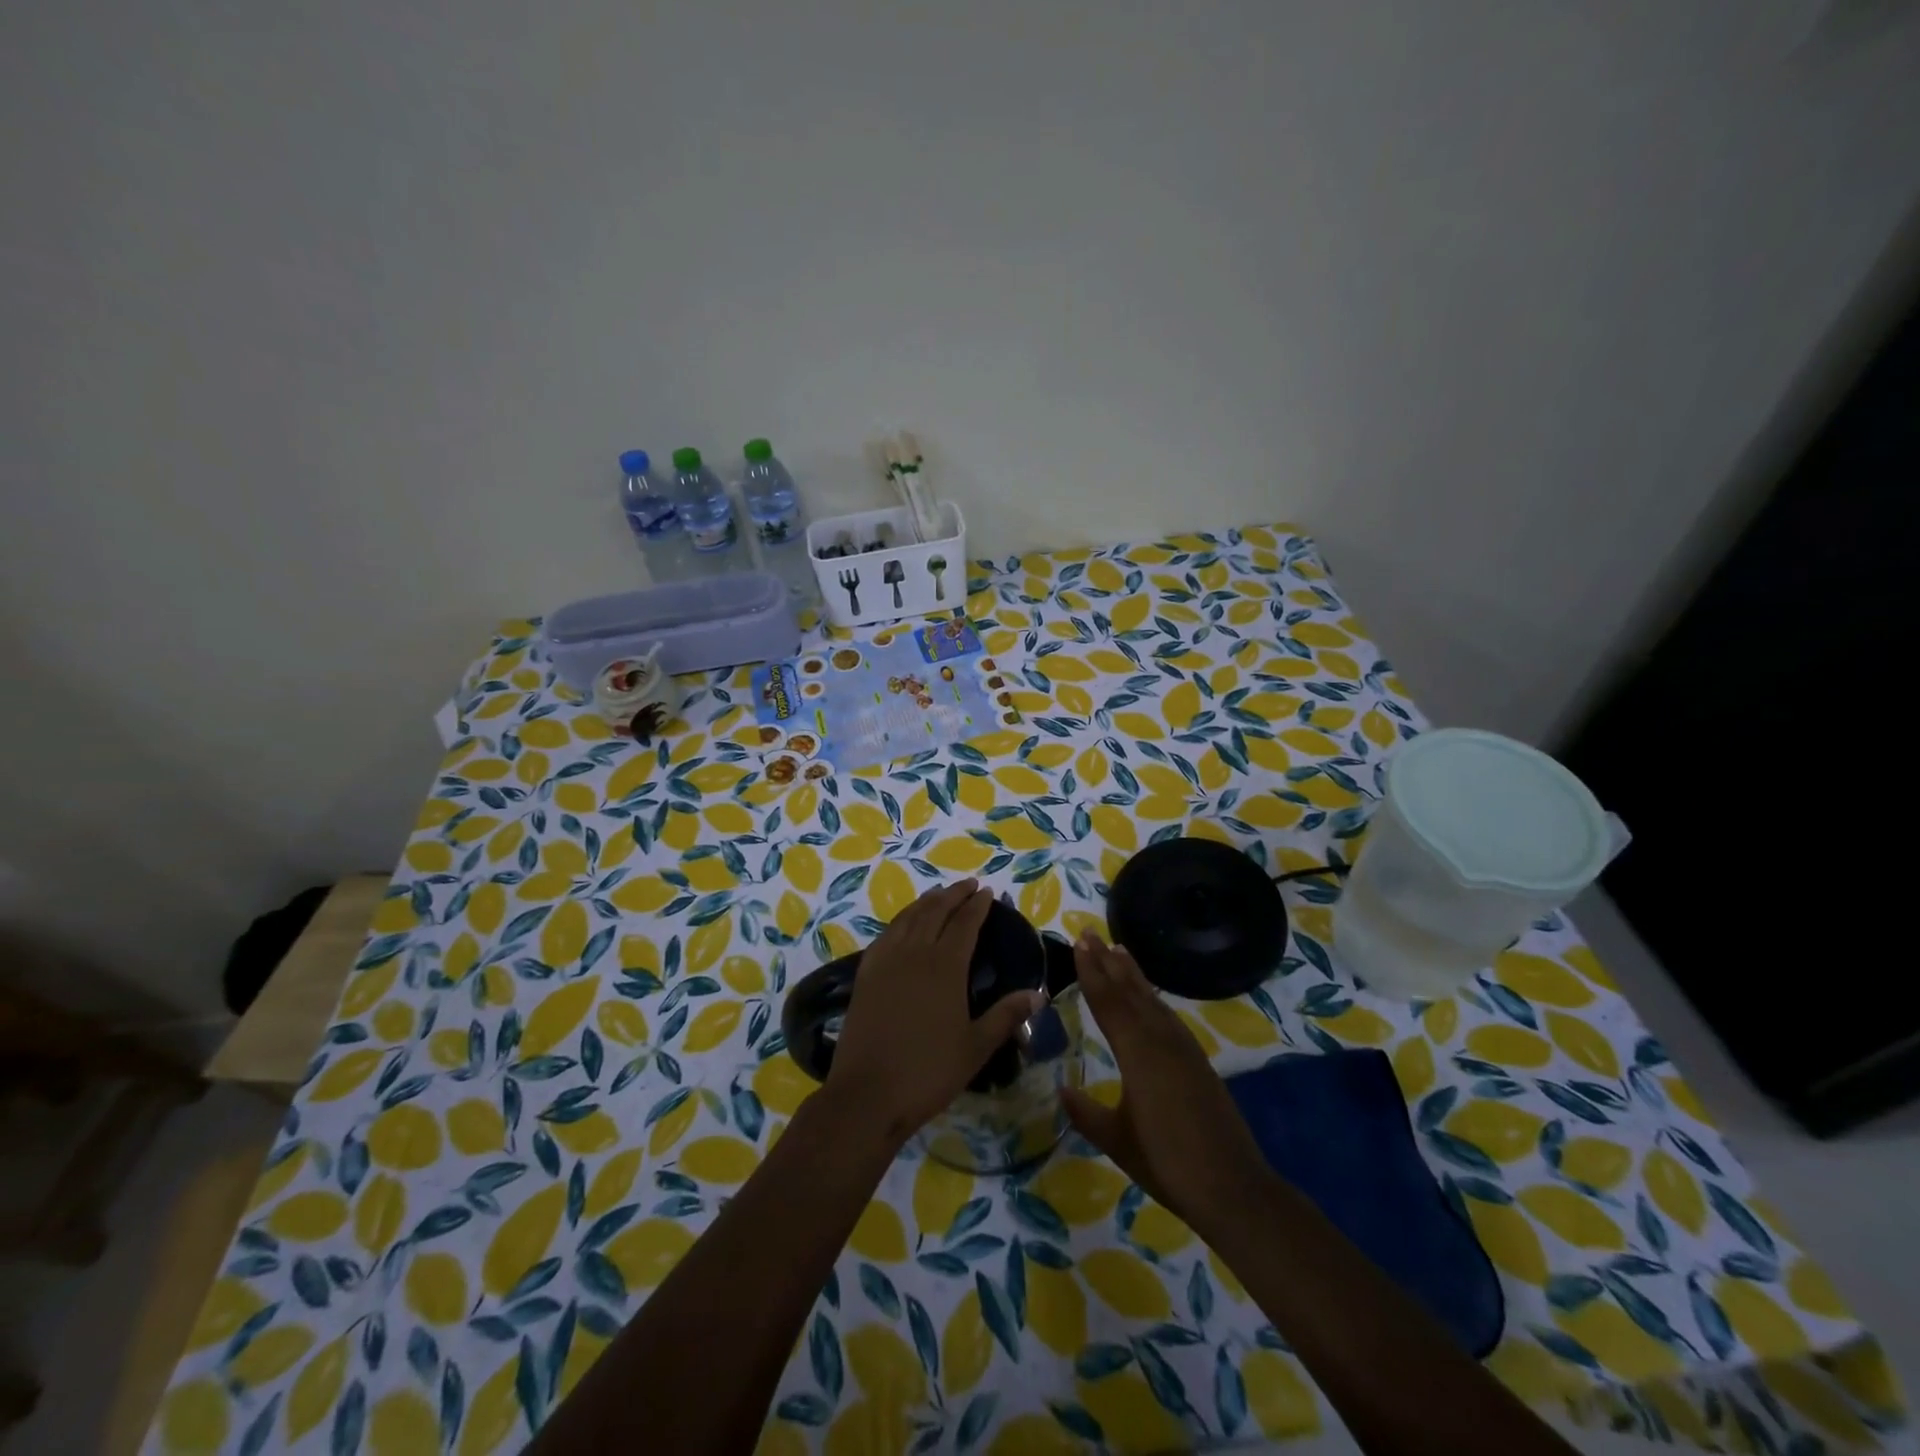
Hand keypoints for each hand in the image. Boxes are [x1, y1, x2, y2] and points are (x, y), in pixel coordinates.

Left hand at [827, 880, 1044, 1148]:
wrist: (867, 1094)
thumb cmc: (928, 1072)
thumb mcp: (976, 1047)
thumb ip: (1006, 1016)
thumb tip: (1038, 993)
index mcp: (945, 966)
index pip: (965, 923)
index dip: (977, 905)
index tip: (987, 891)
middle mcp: (915, 953)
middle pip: (936, 911)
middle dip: (954, 894)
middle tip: (969, 884)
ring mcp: (886, 961)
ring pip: (908, 918)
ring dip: (927, 901)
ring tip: (939, 894)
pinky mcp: (866, 974)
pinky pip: (886, 933)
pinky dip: (900, 919)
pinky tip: (904, 923)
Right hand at [1062, 933, 1275, 1236]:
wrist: (1232, 1187)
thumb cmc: (1168, 1163)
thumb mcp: (1117, 1140)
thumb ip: (1087, 1114)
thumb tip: (1062, 1090)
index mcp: (1137, 1053)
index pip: (1109, 1002)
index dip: (1092, 972)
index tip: (1079, 942)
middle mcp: (1160, 1040)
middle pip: (1129, 992)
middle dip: (1108, 962)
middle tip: (1090, 933)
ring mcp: (1183, 1048)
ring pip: (1151, 1000)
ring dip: (1132, 974)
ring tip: (1118, 951)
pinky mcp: (1197, 1060)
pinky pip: (1167, 1015)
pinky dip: (1151, 997)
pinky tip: (1149, 998)